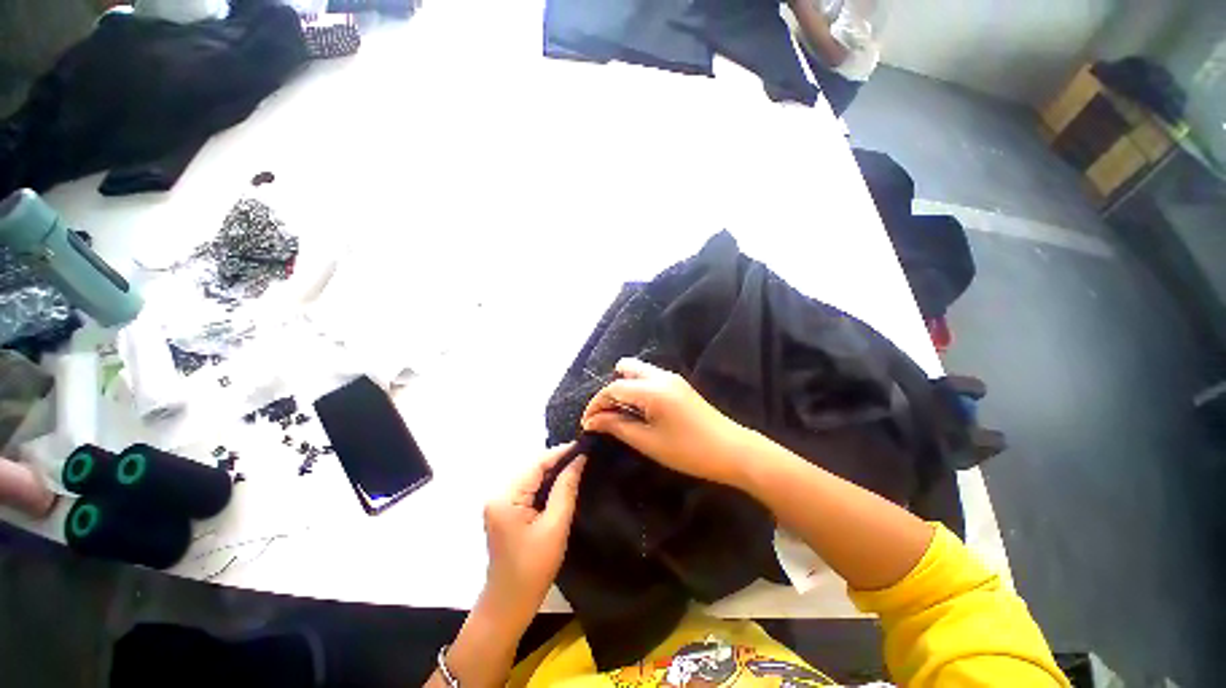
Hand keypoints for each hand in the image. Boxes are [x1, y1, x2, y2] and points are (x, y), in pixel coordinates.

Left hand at [480, 444, 585, 627]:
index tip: (584, 445)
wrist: (509, 603)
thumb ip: (566, 488)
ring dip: (553, 470)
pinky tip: (562, 481)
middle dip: (558, 460)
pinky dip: (545, 482)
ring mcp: (499, 501)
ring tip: (578, 464)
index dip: (561, 452)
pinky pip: (528, 487)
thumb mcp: (556, 526)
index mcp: (506, 496)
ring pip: (531, 475)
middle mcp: (498, 493)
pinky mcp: (504, 509)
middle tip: (584, 455)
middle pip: (532, 467)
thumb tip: (579, 460)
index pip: (537, 463)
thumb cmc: (533, 568)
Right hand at [580, 358, 752, 486]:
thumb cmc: (688, 450)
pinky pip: (650, 378)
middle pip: (625, 370)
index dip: (596, 405)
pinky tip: (638, 410)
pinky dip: (637, 390)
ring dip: (624, 388)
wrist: (732, 450)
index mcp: (652, 389)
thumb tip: (593, 421)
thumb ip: (618, 426)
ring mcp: (672, 378)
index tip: (587, 424)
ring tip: (620, 414)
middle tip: (605, 415)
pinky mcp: (679, 385)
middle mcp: (661, 376)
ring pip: (638, 372)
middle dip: (610, 391)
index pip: (613, 388)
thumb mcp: (648, 442)